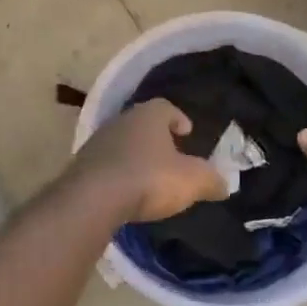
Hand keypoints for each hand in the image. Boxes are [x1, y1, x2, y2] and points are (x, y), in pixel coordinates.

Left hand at [71, 99, 228, 222]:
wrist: (94, 198)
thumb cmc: (150, 178)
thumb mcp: (192, 181)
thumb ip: (211, 180)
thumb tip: (225, 185)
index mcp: (149, 116)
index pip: (166, 107)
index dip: (178, 118)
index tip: (187, 132)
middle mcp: (121, 120)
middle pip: (142, 124)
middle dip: (156, 137)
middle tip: (169, 154)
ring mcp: (97, 142)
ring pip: (122, 143)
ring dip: (134, 155)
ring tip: (147, 175)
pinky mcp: (81, 165)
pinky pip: (105, 164)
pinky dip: (117, 172)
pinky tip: (125, 190)